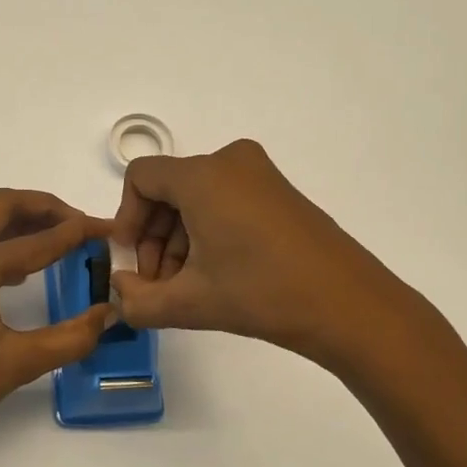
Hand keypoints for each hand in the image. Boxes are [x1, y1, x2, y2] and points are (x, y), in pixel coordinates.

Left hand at [0, 188, 112, 464]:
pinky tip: (24, 271)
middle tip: (80, 224)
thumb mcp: (16, 364)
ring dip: (22, 223)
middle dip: (44, 207)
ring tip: (60, 240)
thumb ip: (69, 338)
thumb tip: (108, 314)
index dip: (77, 233)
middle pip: (2, 207)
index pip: (37, 240)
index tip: (108, 229)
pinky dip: (2, 244)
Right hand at [110, 140, 461, 379]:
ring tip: (185, 287)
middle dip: (154, 236)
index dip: (126, 218)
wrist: (349, 306)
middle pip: (168, 188)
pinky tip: (215, 274)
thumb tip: (117, 292)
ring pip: (196, 197)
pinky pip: (224, 199)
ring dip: (180, 239)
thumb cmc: (262, 294)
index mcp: (202, 175)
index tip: (131, 261)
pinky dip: (208, 231)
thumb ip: (138, 300)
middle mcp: (229, 161)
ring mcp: (259, 173)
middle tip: (157, 283)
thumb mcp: (190, 303)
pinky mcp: (279, 191)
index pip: (140, 178)